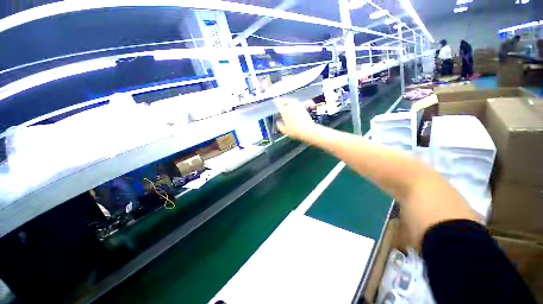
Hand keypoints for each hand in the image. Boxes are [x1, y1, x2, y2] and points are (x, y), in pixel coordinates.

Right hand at [275, 97, 316, 140]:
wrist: (308, 130)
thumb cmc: (295, 131)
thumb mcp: (285, 131)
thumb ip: (280, 126)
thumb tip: (278, 122)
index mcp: (284, 111)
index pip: (279, 104)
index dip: (277, 101)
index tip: (276, 100)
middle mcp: (291, 107)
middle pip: (286, 100)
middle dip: (283, 100)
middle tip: (281, 101)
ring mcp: (298, 106)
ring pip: (292, 100)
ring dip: (289, 100)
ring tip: (287, 102)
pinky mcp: (304, 108)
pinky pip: (297, 103)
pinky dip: (294, 103)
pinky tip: (294, 107)